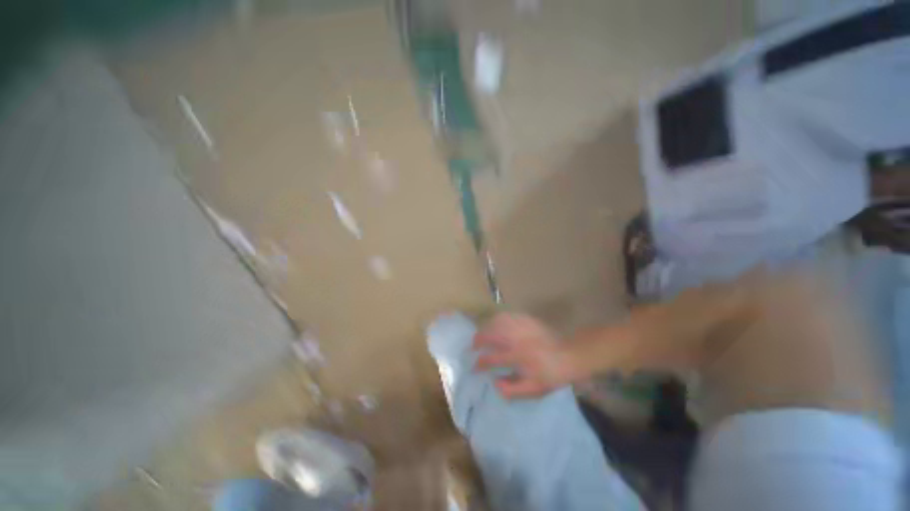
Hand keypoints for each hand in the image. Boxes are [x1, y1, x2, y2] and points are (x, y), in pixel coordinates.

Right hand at [472, 313, 574, 398]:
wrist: (570, 355)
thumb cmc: (551, 374)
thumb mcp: (534, 389)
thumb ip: (512, 389)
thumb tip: (494, 383)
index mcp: (517, 356)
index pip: (491, 358)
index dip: (480, 363)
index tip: (475, 367)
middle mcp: (516, 338)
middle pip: (490, 334)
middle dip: (478, 340)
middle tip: (474, 346)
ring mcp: (521, 326)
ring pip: (496, 321)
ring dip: (486, 328)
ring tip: (483, 335)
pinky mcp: (526, 319)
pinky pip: (507, 315)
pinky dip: (498, 319)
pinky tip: (497, 324)